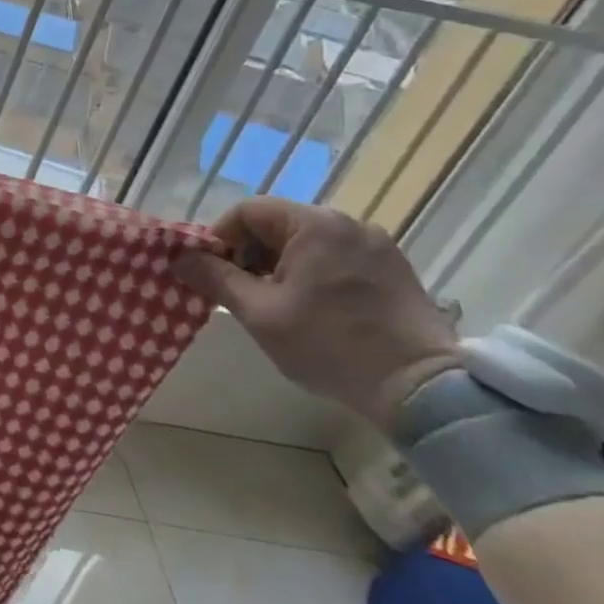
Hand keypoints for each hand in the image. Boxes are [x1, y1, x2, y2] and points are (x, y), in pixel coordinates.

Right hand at [172, 197, 462, 432]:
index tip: (211, 271)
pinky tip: (312, 308)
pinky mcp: (396, 270)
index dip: (220, 238)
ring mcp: (378, 246)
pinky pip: (337, 258)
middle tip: (239, 290)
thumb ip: (215, 278)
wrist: (424, 392)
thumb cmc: (330, 345)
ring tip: (273, 303)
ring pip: (307, 242)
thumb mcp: (259, 312)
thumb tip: (179, 258)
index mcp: (314, 225)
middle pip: (278, 224)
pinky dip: (313, 273)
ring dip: (281, 265)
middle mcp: (348, 224)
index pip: (248, 212)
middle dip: (250, 253)